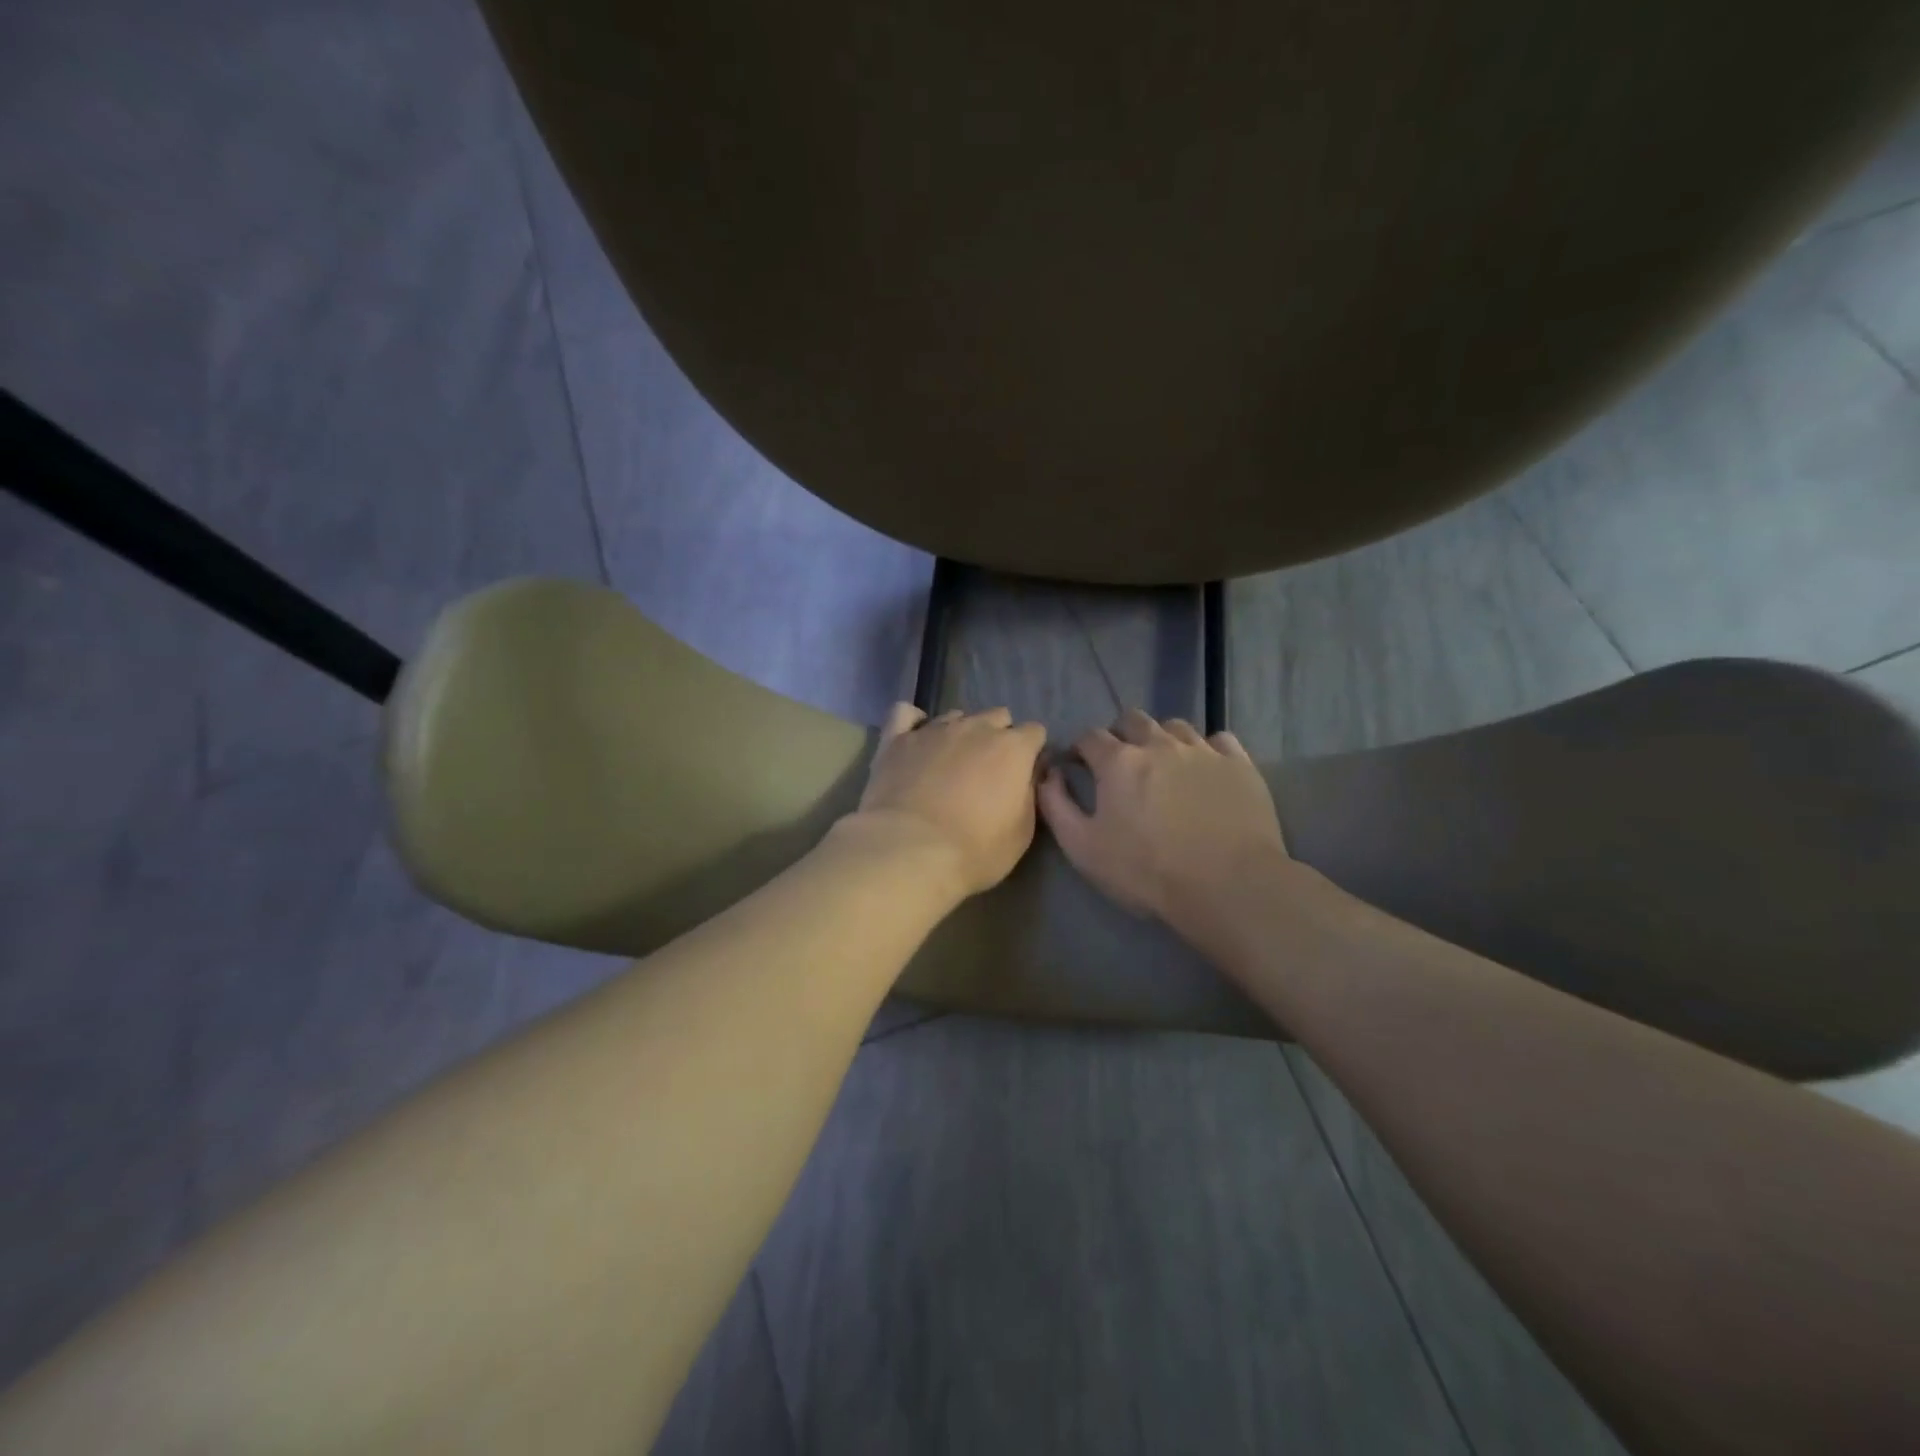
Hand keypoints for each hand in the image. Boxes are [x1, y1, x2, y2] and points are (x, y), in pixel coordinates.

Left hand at [845, 703, 1049, 900]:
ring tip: (949, 763)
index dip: (1031, 752)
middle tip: (987, 771)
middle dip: (998, 737)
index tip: (1023, 774)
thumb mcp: (1022, 832)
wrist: (910, 851)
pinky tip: (916, 739)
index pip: (1034, 732)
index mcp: (1013, 748)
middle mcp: (976, 728)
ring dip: (959, 734)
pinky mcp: (897, 739)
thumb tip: (1028, 774)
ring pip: (955, 716)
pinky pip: (906, 714)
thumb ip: (1028, 794)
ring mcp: (934, 729)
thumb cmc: (975, 850)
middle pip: (997, 717)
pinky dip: (914, 723)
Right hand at [1038, 708, 1288, 926]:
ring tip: (1163, 764)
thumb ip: (1056, 805)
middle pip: (1133, 719)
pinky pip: (1220, 740)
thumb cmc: (1146, 871)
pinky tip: (1205, 769)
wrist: (1227, 886)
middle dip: (1120, 734)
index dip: (1080, 747)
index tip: (1078, 764)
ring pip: (1176, 726)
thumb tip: (1050, 774)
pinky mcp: (1240, 765)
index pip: (1090, 736)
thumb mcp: (1083, 847)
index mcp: (1119, 761)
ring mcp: (1203, 751)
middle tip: (1120, 761)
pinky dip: (1207, 749)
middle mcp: (1160, 744)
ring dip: (1162, 738)